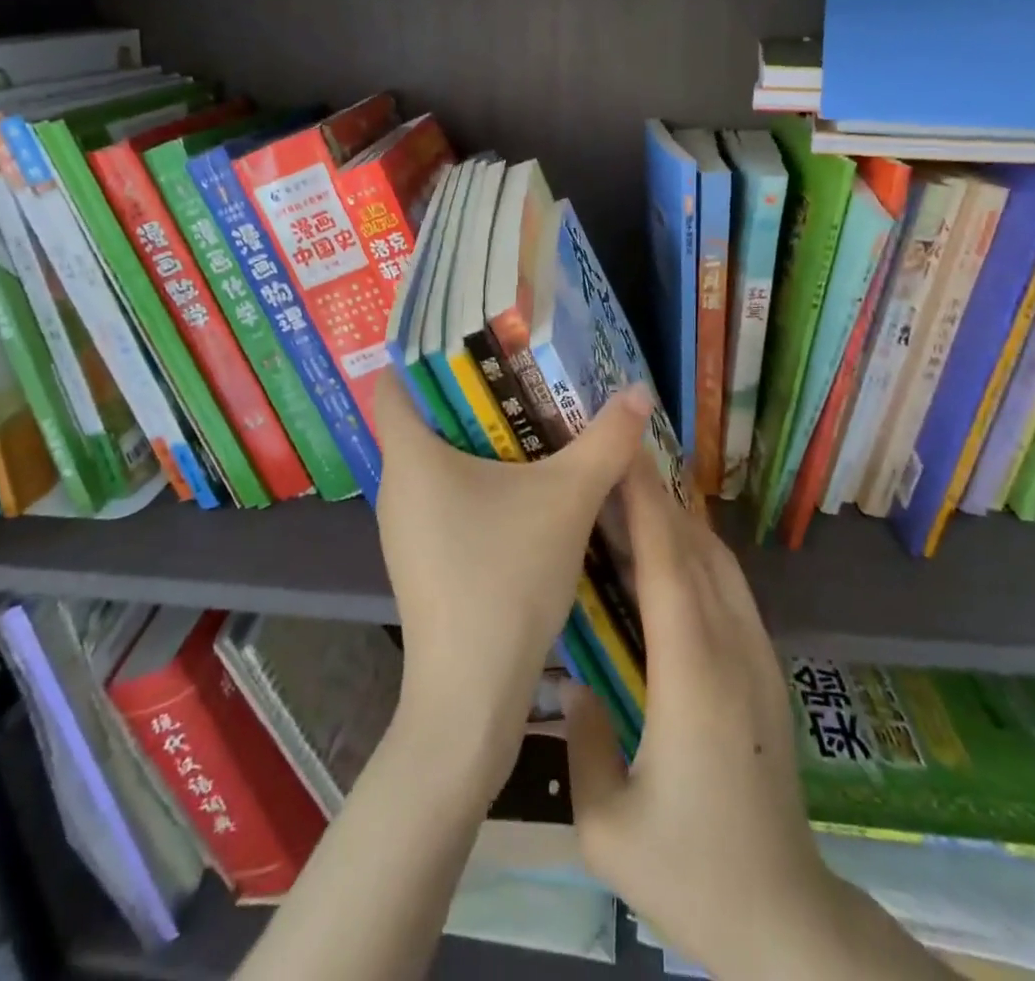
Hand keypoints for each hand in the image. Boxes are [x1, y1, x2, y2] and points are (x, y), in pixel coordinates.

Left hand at [372, 371, 653, 794]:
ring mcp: (402, 527)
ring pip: (434, 461)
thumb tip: (640, 391)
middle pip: (422, 418)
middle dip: (471, 394)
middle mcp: (395, 485)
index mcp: (410, 456)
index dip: (427, 353)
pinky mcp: (418, 557)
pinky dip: (474, 482)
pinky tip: (519, 492)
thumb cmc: (505, 579)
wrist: (470, 694)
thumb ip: (605, 442)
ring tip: (531, 424)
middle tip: (524, 375)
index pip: (395, 381)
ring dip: (478, 442)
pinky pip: (441, 498)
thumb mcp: (567, 500)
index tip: (476, 340)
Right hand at [564, 459, 947, 980]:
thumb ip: (580, 742)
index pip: (667, 566)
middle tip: (615, 457)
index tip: (619, 455)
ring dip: (679, 518)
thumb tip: (572, 683)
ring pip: (718, 563)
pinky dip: (698, 550)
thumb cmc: (692, 874)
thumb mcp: (607, 828)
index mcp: (693, 677)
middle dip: (656, 495)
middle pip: (694, 550)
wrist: (787, 919)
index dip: (643, 503)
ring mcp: (757, 656)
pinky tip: (671, 549)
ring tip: (636, 490)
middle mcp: (731, 650)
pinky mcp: (766, 669)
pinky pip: (730, 588)